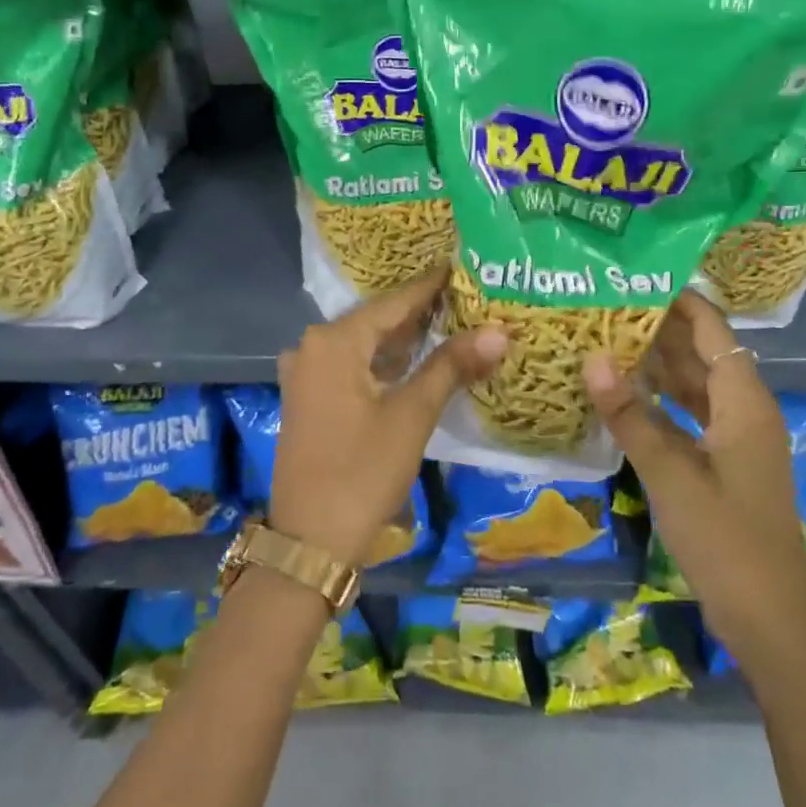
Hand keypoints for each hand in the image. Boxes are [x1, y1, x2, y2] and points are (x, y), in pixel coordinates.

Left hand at [271, 266, 506, 567]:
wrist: (311, 539)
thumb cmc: (363, 470)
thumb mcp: (412, 414)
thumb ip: (451, 366)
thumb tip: (499, 330)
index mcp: (334, 341)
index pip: (393, 303)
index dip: (430, 287)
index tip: (461, 267)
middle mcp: (313, 347)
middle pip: (376, 321)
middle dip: (420, 313)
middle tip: (465, 297)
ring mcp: (306, 374)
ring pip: (363, 345)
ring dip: (402, 339)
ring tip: (449, 323)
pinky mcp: (309, 399)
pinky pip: (351, 366)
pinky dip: (383, 363)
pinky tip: (414, 362)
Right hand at [583, 291, 805, 647]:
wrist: (767, 616)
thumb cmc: (724, 538)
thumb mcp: (670, 473)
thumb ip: (630, 415)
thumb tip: (592, 358)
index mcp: (743, 401)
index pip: (712, 329)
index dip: (679, 300)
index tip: (635, 276)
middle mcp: (744, 409)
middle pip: (703, 352)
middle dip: (659, 327)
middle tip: (606, 304)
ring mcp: (735, 437)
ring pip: (695, 384)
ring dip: (658, 363)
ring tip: (607, 336)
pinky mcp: (724, 462)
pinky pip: (691, 413)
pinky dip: (662, 399)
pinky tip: (625, 393)